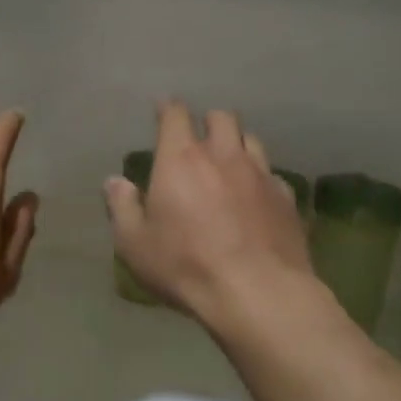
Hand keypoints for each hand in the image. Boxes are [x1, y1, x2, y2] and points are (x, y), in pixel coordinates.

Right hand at [105, 100, 312, 323]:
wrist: (257, 292)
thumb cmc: (185, 266)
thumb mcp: (135, 243)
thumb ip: (122, 207)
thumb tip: (114, 181)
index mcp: (181, 159)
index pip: (175, 115)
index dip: (168, 108)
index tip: (163, 108)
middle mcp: (223, 155)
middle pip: (221, 118)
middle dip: (208, 121)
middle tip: (198, 135)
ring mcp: (260, 174)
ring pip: (251, 139)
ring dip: (237, 143)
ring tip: (229, 160)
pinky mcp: (286, 198)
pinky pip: (272, 174)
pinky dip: (260, 177)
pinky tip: (256, 195)